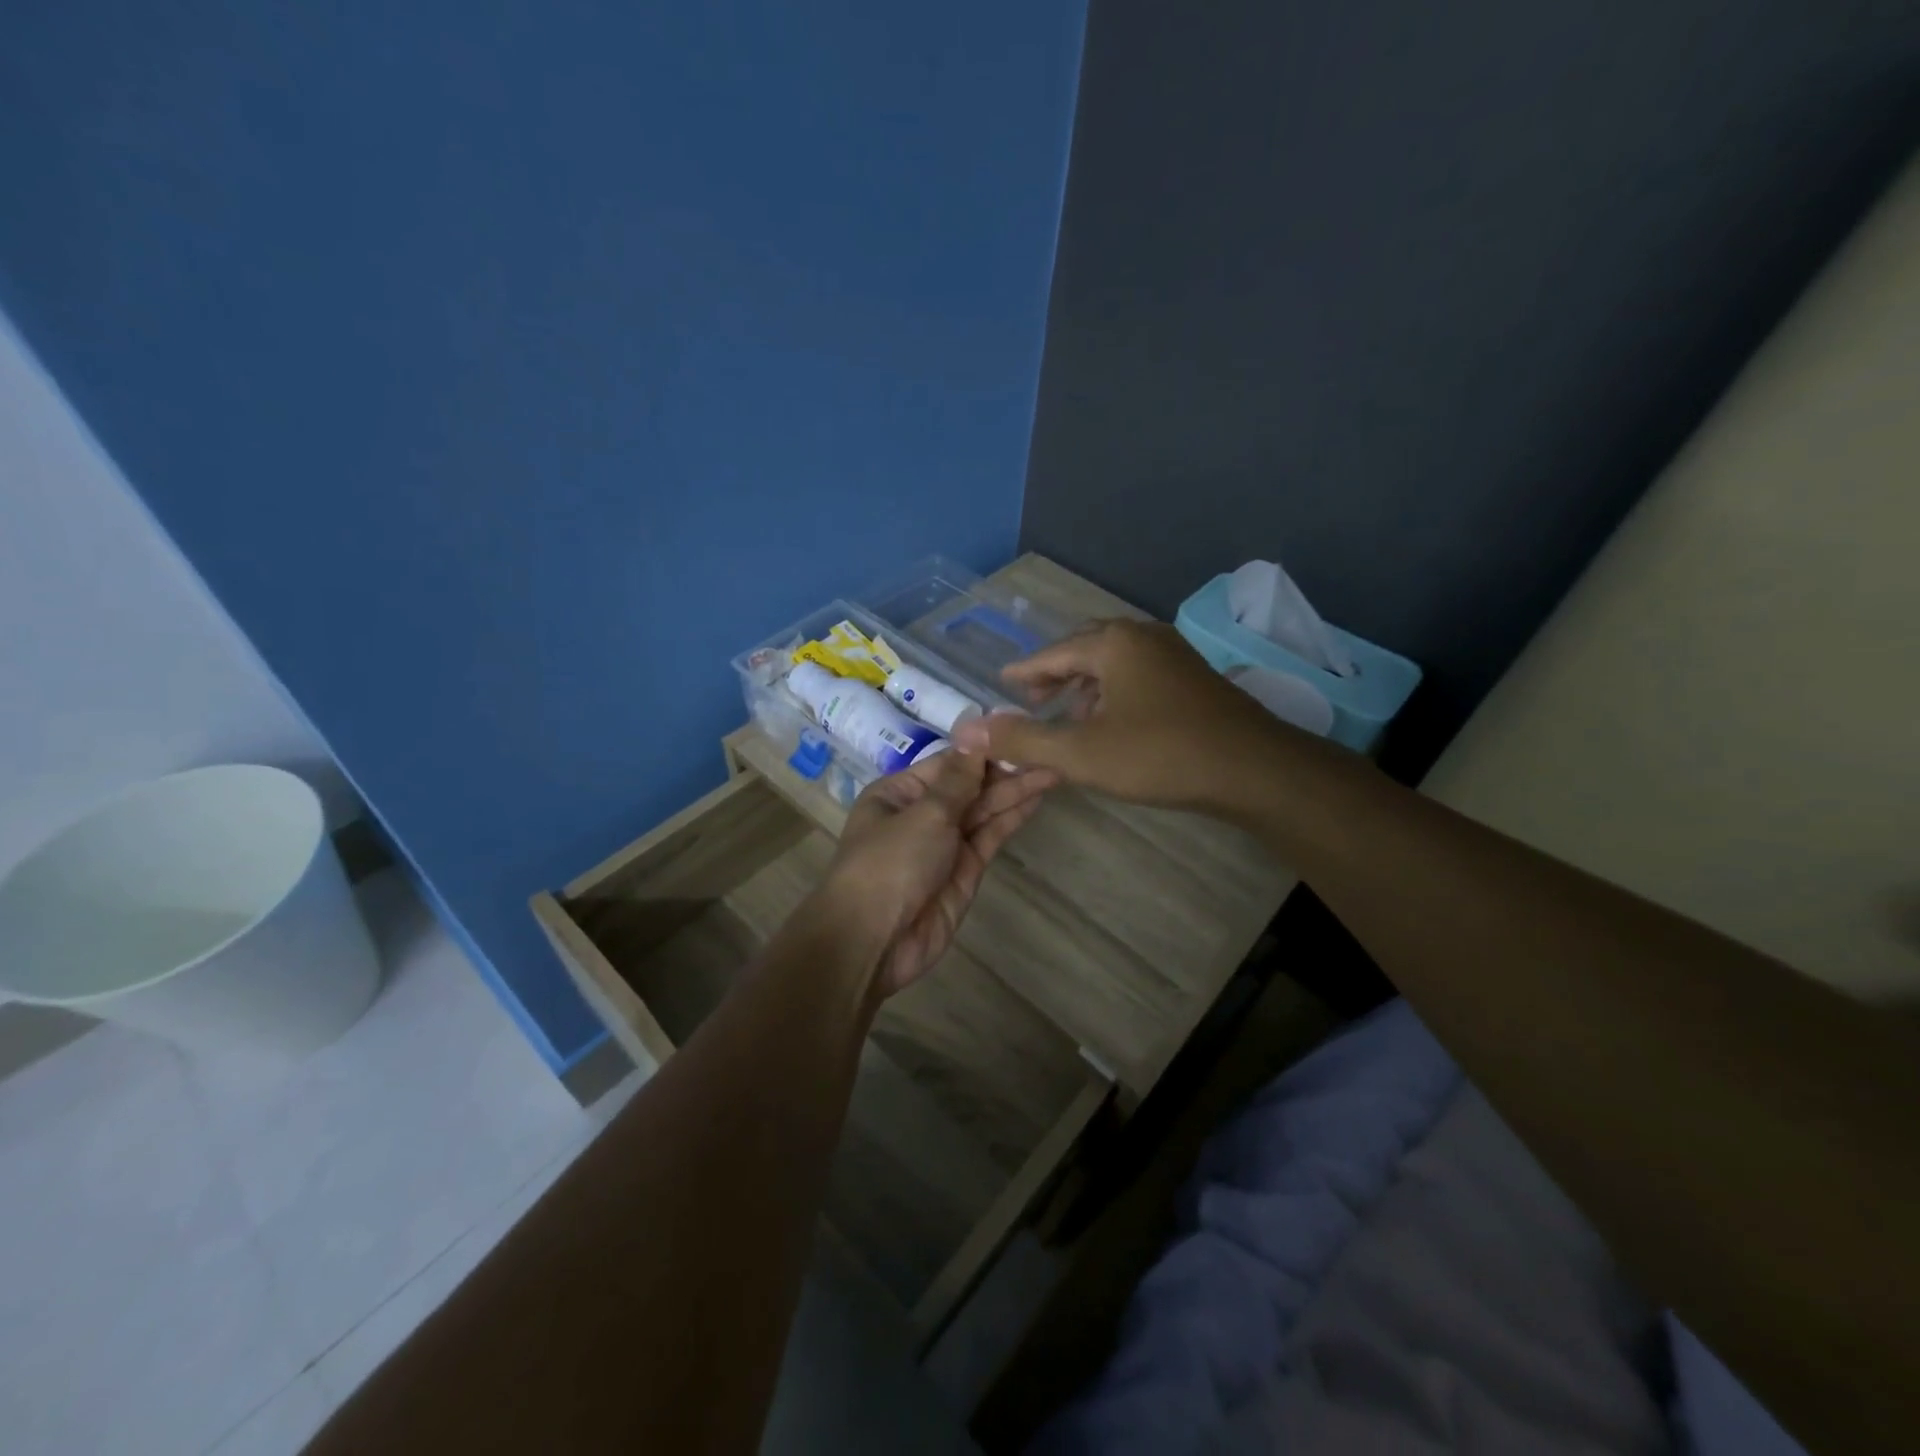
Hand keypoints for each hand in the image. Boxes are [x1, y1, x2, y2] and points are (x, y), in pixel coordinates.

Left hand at [820, 748, 1053, 996]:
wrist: (874, 941)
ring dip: (1015, 792)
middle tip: (1048, 751)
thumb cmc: (890, 864)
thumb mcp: (925, 814)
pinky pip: (989, 837)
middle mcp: (921, 814)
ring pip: (983, 811)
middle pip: (968, 786)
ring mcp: (944, 844)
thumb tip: (974, 731)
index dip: (983, 749)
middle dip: (1005, 770)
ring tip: (1053, 769)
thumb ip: (958, 778)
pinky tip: (1036, 800)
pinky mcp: (964, 871)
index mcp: (899, 793)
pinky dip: (1011, 819)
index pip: (948, 763)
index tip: (1019, 732)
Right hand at [952, 619, 1309, 813]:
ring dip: (1086, 684)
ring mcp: (1174, 654)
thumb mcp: (1080, 753)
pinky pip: (1139, 673)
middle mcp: (1143, 637)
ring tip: (1069, 715)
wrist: (1253, 768)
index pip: (1052, 653)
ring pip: (1115, 661)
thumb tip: (969, 730)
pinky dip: (1115, 690)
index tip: (1002, 683)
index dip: (1024, 671)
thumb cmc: (1160, 755)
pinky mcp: (1194, 677)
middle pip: (1085, 647)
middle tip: (1032, 699)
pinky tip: (1114, 722)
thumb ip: (1022, 740)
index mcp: (1112, 644)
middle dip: (1055, 673)